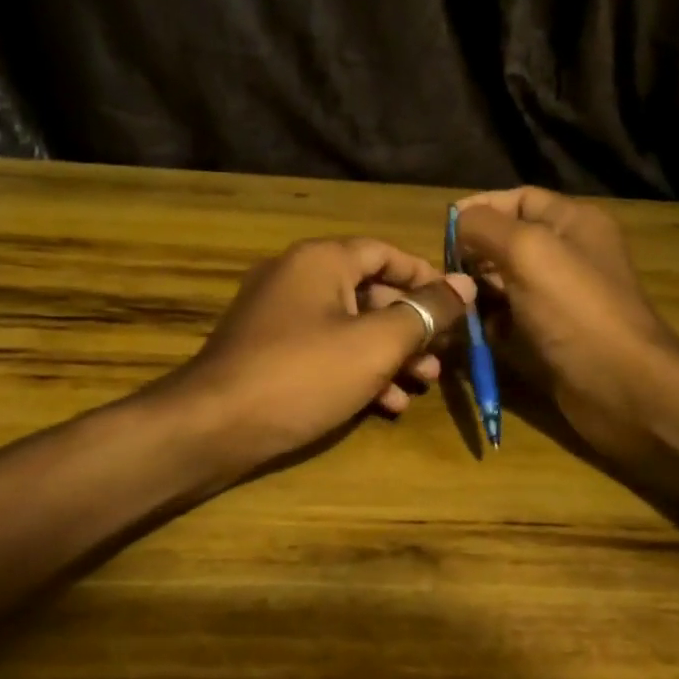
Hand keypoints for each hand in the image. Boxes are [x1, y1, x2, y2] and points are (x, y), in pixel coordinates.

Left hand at [169, 238, 473, 473]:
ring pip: (348, 325)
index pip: (385, 253)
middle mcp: (297, 276)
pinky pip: (322, 348)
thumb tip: (465, 284)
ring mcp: (277, 313)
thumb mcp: (375, 344)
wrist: (213, 425)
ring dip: (389, 353)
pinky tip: (384, 405)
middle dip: (410, 326)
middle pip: (369, 291)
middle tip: (441, 357)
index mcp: (321, 260)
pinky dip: (355, 369)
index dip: (426, 277)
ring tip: (422, 384)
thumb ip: (424, 312)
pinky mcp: (267, 349)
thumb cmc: (303, 374)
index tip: (457, 306)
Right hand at [454, 188, 678, 463]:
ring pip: (504, 282)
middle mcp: (569, 255)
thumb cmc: (575, 309)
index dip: (481, 208)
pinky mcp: (550, 335)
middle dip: (473, 253)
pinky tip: (467, 332)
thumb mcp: (527, 251)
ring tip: (449, 302)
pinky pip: (510, 319)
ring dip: (474, 290)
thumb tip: (458, 221)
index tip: (443, 230)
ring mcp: (559, 298)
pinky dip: (487, 323)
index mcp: (574, 223)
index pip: (519, 199)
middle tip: (444, 272)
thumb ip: (486, 226)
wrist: (623, 387)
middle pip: (508, 241)